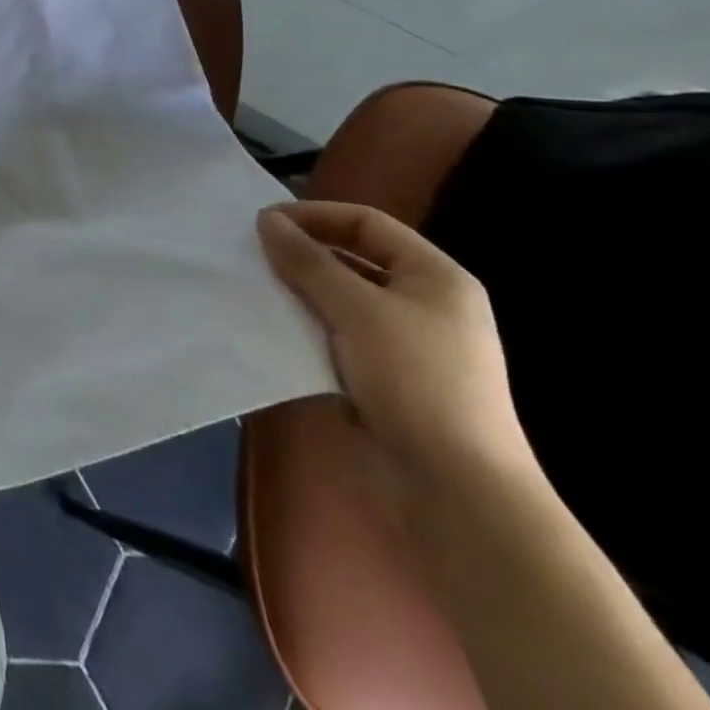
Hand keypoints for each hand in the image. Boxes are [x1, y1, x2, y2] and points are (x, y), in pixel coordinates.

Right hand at [258, 201, 533, 486]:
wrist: (457, 493)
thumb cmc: (416, 381)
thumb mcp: (357, 309)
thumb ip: (308, 261)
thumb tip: (266, 219)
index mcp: (436, 278)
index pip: (367, 223)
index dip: (314, 216)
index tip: (262, 223)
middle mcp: (424, 305)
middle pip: (353, 260)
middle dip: (302, 255)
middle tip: (252, 255)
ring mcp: (406, 346)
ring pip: (340, 301)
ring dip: (299, 293)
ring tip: (254, 289)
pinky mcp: (385, 381)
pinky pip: (337, 338)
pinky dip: (306, 330)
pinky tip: (272, 331)